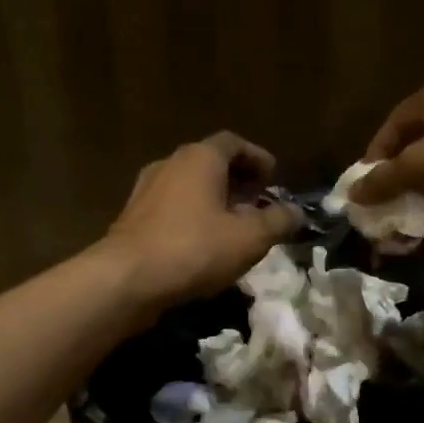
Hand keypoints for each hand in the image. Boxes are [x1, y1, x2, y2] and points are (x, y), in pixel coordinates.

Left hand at [102, 132, 300, 311]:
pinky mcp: (133, 218)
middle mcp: (170, 164)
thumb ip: (277, 222)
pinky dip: (192, 216)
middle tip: (257, 200)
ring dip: (213, 200)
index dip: (257, 157)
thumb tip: (297, 212)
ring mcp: (146, 190)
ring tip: (234, 225)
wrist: (127, 279)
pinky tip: (204, 244)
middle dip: (237, 179)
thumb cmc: (194, 249)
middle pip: (209, 162)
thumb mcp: (249, 238)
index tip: (273, 176)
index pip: (233, 143)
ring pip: (188, 186)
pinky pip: (171, 208)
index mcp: (200, 158)